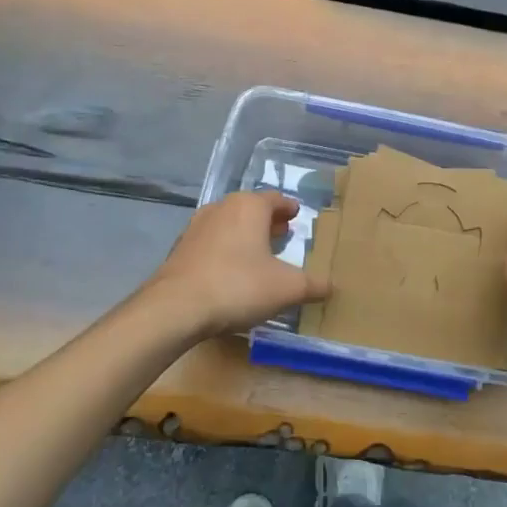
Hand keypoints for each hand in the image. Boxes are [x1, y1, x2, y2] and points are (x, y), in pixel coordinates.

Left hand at [146, 191, 326, 337]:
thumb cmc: (238, 286)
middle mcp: (222, 207)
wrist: (176, 307)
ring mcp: (196, 226)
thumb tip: (331, 286)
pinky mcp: (180, 248)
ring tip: (257, 253)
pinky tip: (230, 270)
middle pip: (250, 208)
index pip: (275, 199)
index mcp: (250, 206)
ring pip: (228, 223)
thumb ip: (312, 285)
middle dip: (267, 220)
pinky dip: (224, 249)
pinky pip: (211, 242)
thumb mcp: (286, 288)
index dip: (288, 208)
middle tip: (282, 233)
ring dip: (244, 234)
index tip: (296, 215)